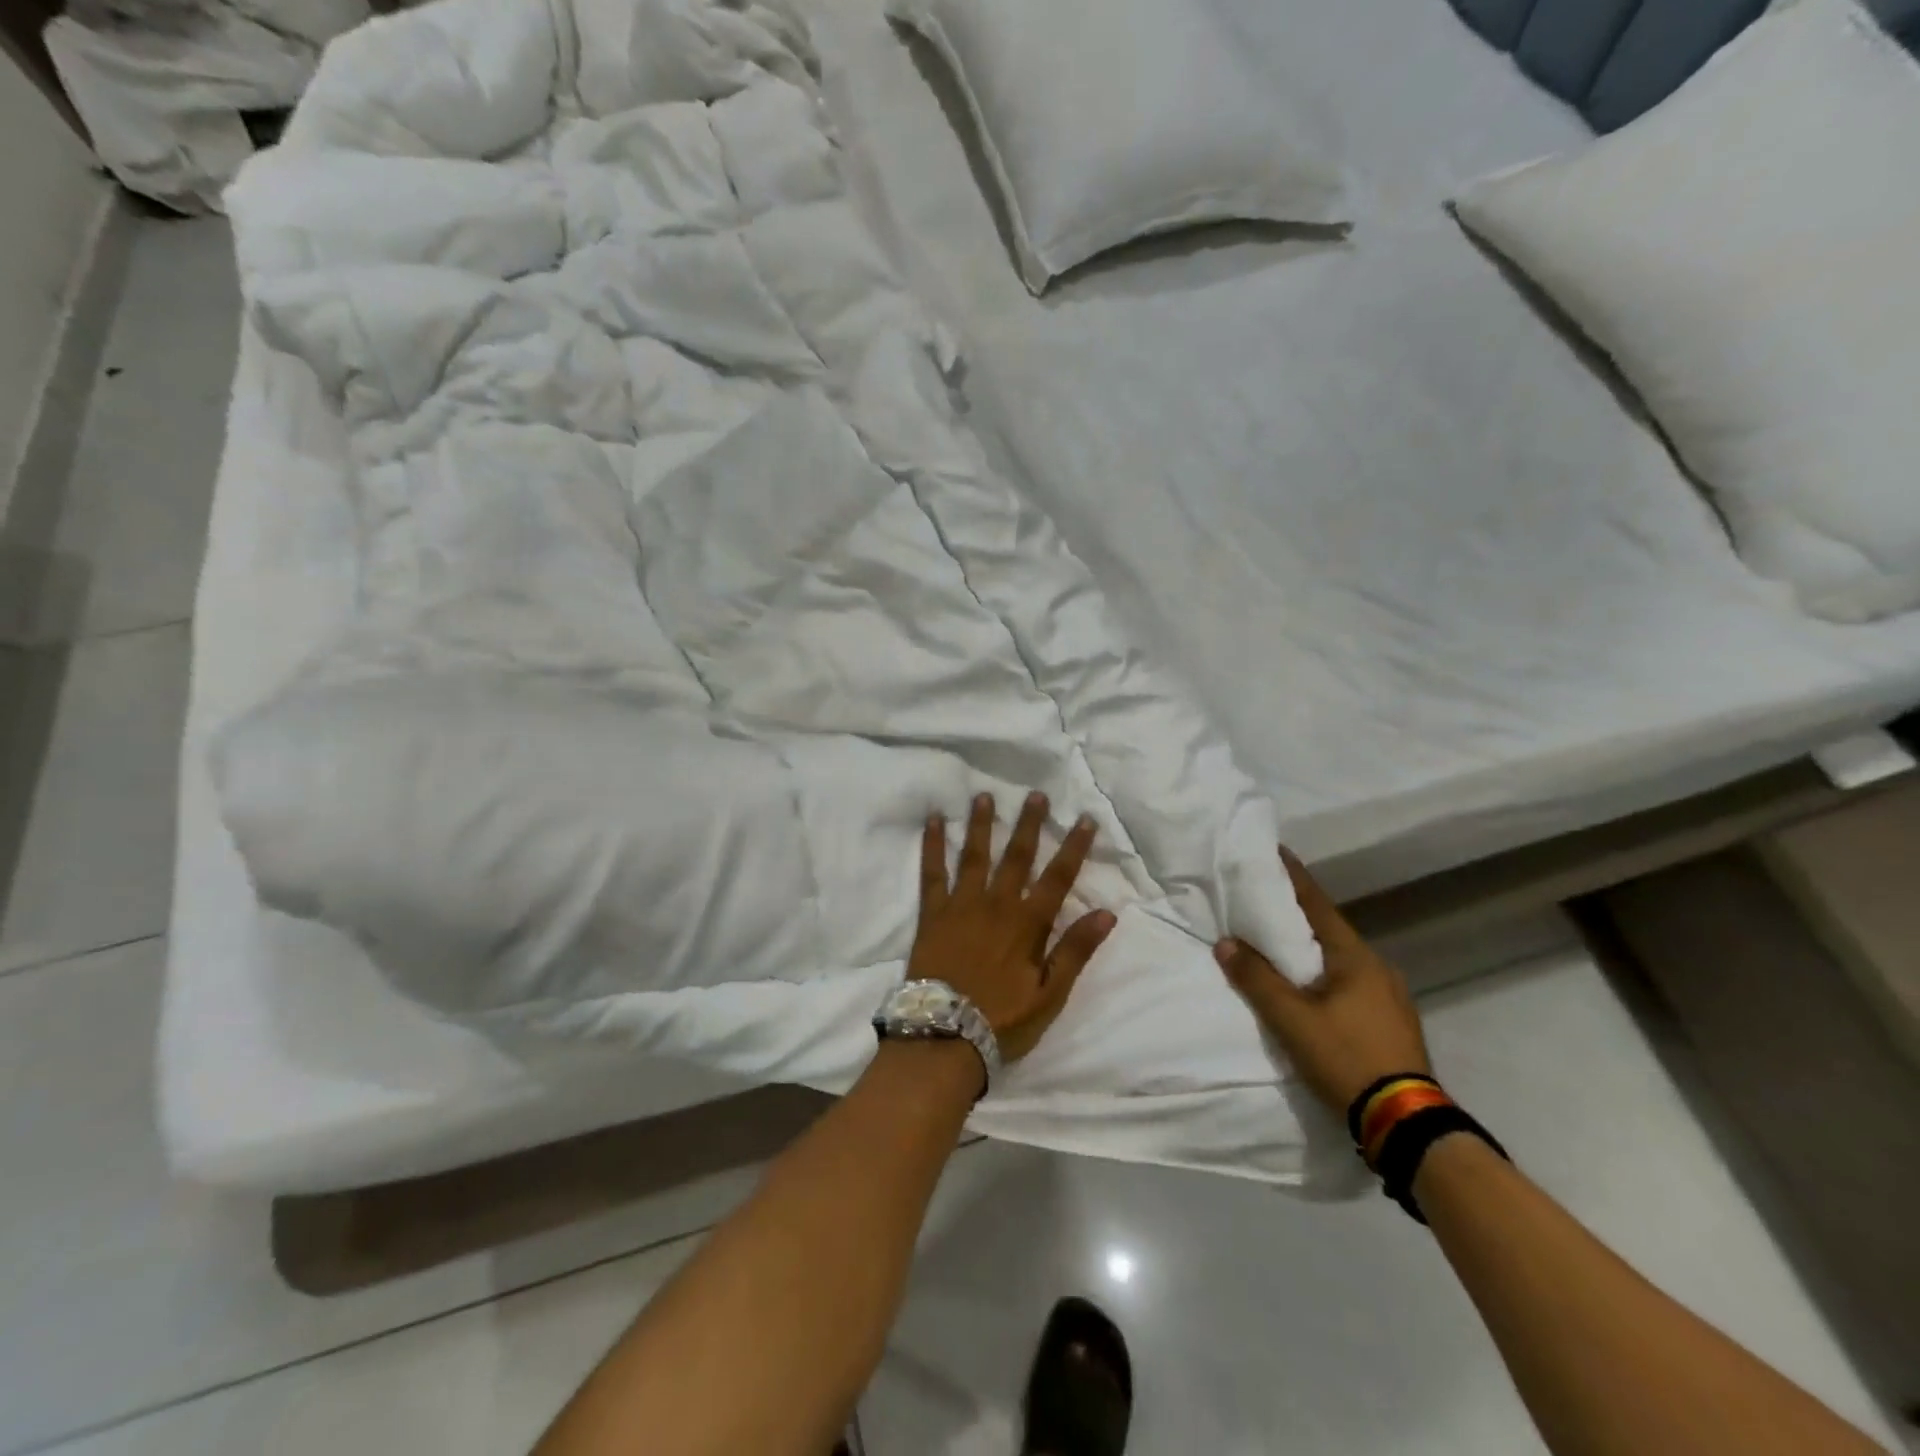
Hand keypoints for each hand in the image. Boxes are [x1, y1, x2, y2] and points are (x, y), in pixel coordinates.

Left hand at [911, 791, 1116, 1063]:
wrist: (944, 1034)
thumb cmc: (1002, 1019)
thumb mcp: (1050, 994)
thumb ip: (1075, 951)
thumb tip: (1106, 912)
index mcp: (1028, 923)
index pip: (1058, 877)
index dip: (1074, 847)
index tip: (1085, 819)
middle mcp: (997, 904)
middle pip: (1017, 856)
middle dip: (1030, 824)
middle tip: (1036, 795)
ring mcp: (962, 904)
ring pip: (976, 855)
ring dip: (983, 824)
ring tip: (985, 795)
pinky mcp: (932, 913)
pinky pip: (933, 872)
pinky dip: (934, 844)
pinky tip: (935, 820)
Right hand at [1213, 847, 1432, 1115]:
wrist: (1408, 1124)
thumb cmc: (1347, 1058)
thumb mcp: (1292, 1020)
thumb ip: (1257, 979)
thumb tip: (1225, 943)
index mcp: (1355, 957)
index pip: (1317, 904)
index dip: (1293, 877)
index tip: (1275, 851)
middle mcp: (1377, 967)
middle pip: (1329, 930)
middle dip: (1297, 914)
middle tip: (1264, 902)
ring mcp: (1390, 996)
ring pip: (1340, 959)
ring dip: (1311, 949)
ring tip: (1280, 946)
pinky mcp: (1393, 1023)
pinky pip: (1351, 983)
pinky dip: (1325, 975)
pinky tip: (1311, 990)